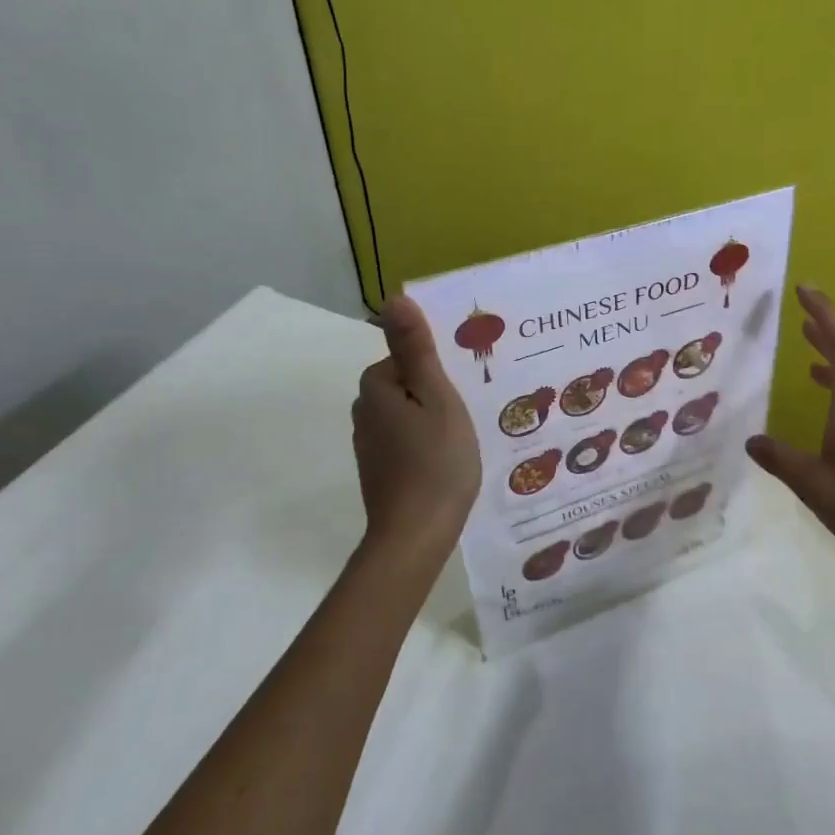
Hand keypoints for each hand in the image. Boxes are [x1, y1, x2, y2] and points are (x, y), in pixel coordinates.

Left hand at [352, 296, 479, 565]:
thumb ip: (416, 350)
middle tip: (470, 414)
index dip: (437, 373)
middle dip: (435, 396)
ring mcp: (370, 447)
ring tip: (464, 440)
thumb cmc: (435, 461)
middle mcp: (364, 414)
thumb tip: (393, 299)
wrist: (416, 535)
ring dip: (432, 422)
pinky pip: (406, 443)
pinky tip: (447, 464)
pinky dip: (425, 447)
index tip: (463, 391)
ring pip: (406, 417)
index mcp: (376, 389)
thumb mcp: (437, 398)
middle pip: (405, 387)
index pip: (406, 360)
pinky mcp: (379, 473)